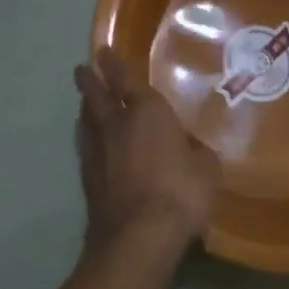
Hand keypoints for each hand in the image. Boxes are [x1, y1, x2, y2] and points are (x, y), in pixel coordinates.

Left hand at [75, 50, 220, 255]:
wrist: (138, 237)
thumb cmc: (180, 192)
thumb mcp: (207, 169)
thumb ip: (198, 152)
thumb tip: (192, 148)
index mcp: (147, 111)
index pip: (126, 78)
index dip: (114, 63)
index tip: (103, 51)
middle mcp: (117, 123)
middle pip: (96, 95)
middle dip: (90, 80)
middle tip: (82, 69)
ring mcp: (98, 152)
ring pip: (86, 120)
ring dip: (85, 108)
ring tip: (85, 102)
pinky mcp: (88, 180)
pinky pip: (85, 147)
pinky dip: (86, 138)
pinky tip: (89, 142)